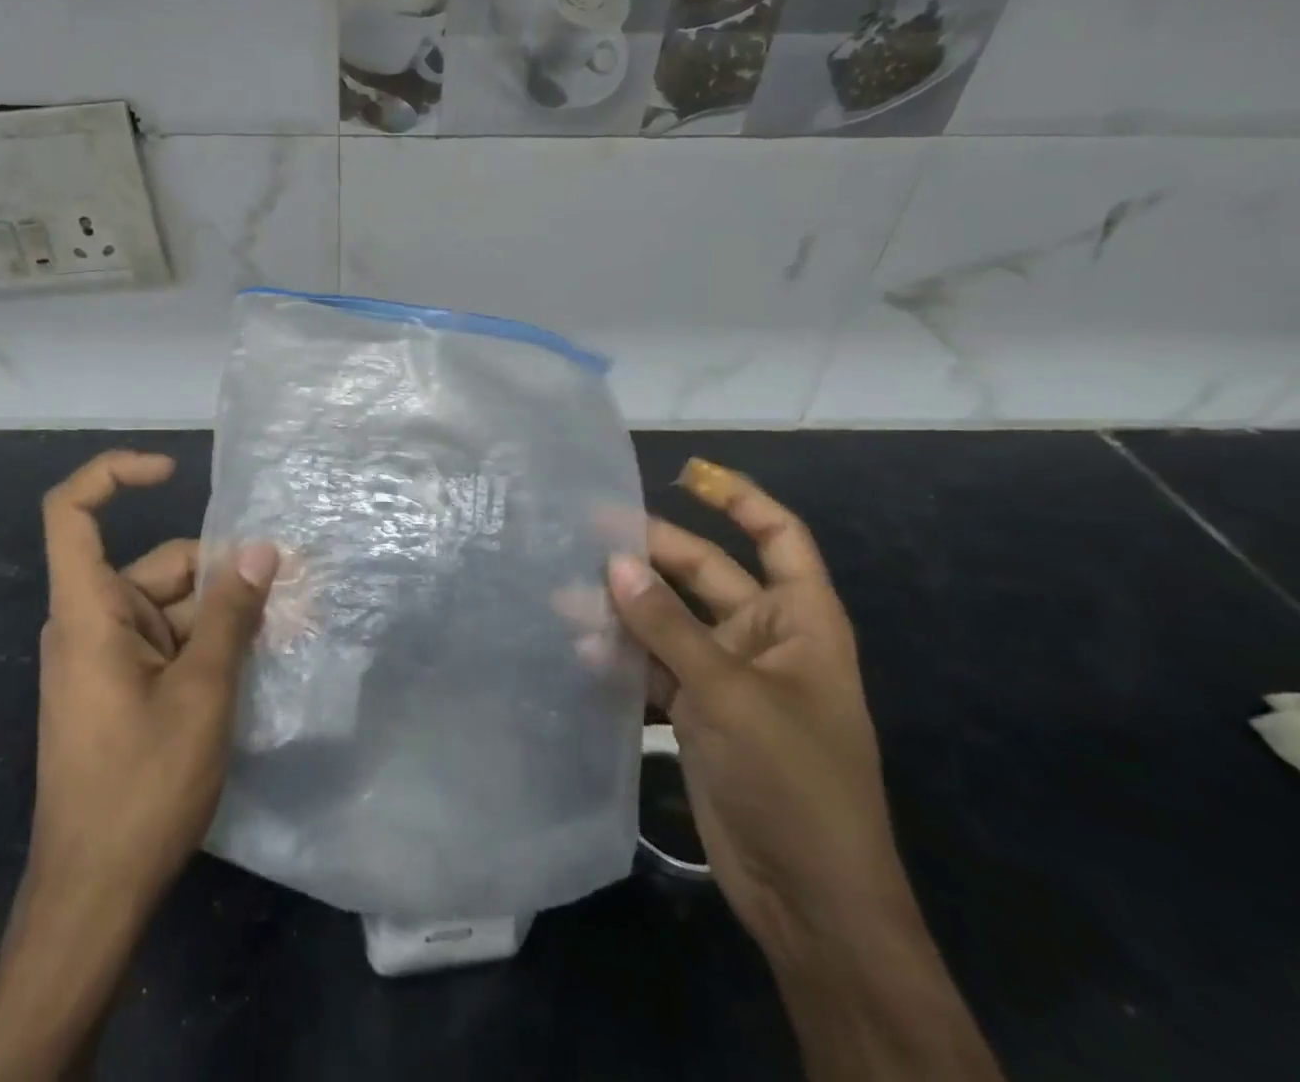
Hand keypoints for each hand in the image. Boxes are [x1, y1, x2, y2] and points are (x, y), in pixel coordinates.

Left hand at [0, 450, 276, 1081]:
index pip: (71, 514)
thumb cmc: (141, 786)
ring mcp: (107, 657)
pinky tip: (261, 659)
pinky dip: (212, 644)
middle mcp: (92, 623)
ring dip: (228, 615)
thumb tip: (263, 549)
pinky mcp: (122, 687)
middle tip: (294, 587)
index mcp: (89, 612)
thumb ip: (232, 613)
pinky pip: (170, 642)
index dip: (114, 475)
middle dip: (223, 574)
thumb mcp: (202, 692)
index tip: (172, 472)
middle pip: (159, 566)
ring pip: (174, 607)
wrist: (95, 896)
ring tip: (290, 628)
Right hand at [609, 457, 1005, 1081]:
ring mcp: (725, 675)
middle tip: (586, 533)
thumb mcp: (730, 694)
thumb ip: (668, 627)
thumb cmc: (793, 780)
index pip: (778, 537)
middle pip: (703, 573)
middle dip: (650, 554)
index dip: (739, 499)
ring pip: (668, 620)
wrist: (807, 897)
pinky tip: (579, 651)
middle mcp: (762, 637)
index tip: (686, 475)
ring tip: (565, 595)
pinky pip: (652, 665)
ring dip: (623, 608)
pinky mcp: (695, 710)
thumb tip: (614, 562)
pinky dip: (621, 656)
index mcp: (799, 621)